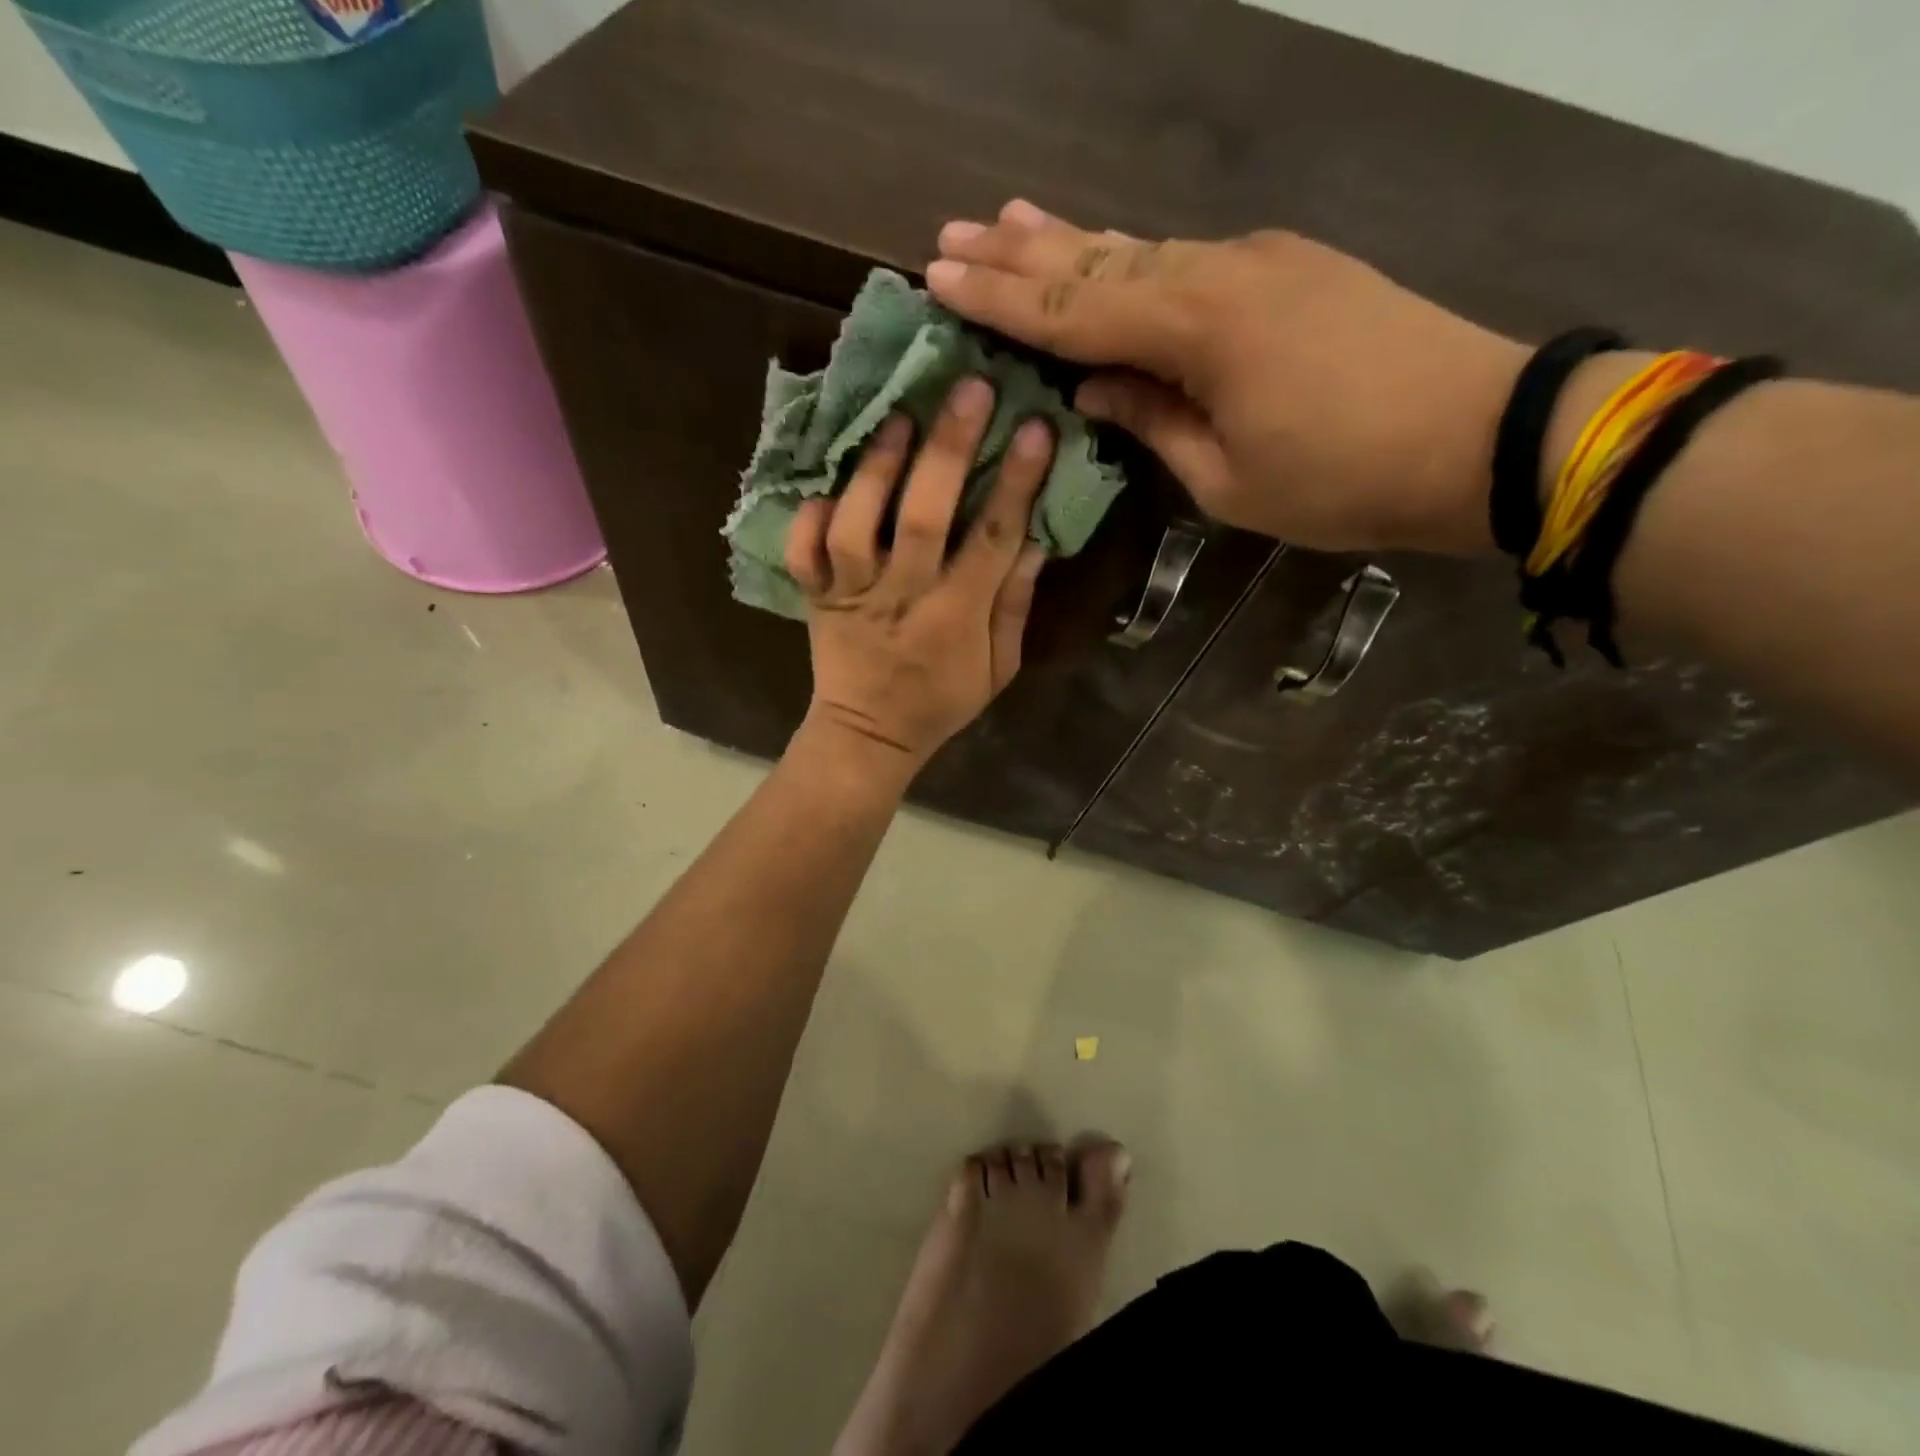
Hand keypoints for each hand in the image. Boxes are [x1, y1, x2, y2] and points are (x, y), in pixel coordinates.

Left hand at [785, 376, 1051, 775]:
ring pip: (856, 526)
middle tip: (969, 389)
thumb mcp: (999, 668)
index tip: (1036, 427)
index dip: (1016, 482)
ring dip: (875, 469)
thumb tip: (1035, 540)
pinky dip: (808, 519)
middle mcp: (901, 597)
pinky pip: (802, 554)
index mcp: (955, 618)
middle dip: (948, 450)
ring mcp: (852, 596)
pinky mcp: (816, 598)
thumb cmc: (942, 700)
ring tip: (898, 420)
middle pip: (922, 518)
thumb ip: (1015, 606)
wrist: (869, 734)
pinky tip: (828, 489)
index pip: (992, 539)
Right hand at [926, 200, 1530, 556]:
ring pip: (1140, 248)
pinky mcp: (1288, 268)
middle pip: (1098, 261)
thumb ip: (1154, 421)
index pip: (1074, 311)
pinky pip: (1185, 258)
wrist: (1479, 434)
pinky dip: (1131, 256)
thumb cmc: (1342, 480)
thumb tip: (1092, 387)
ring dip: (1070, 240)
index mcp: (1197, 329)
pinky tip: (1102, 247)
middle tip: (951, 235)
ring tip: (1006, 219)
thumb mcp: (1228, 479)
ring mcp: (1258, 260)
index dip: (1002, 299)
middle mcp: (1218, 273)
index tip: (938, 277)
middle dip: (1019, 253)